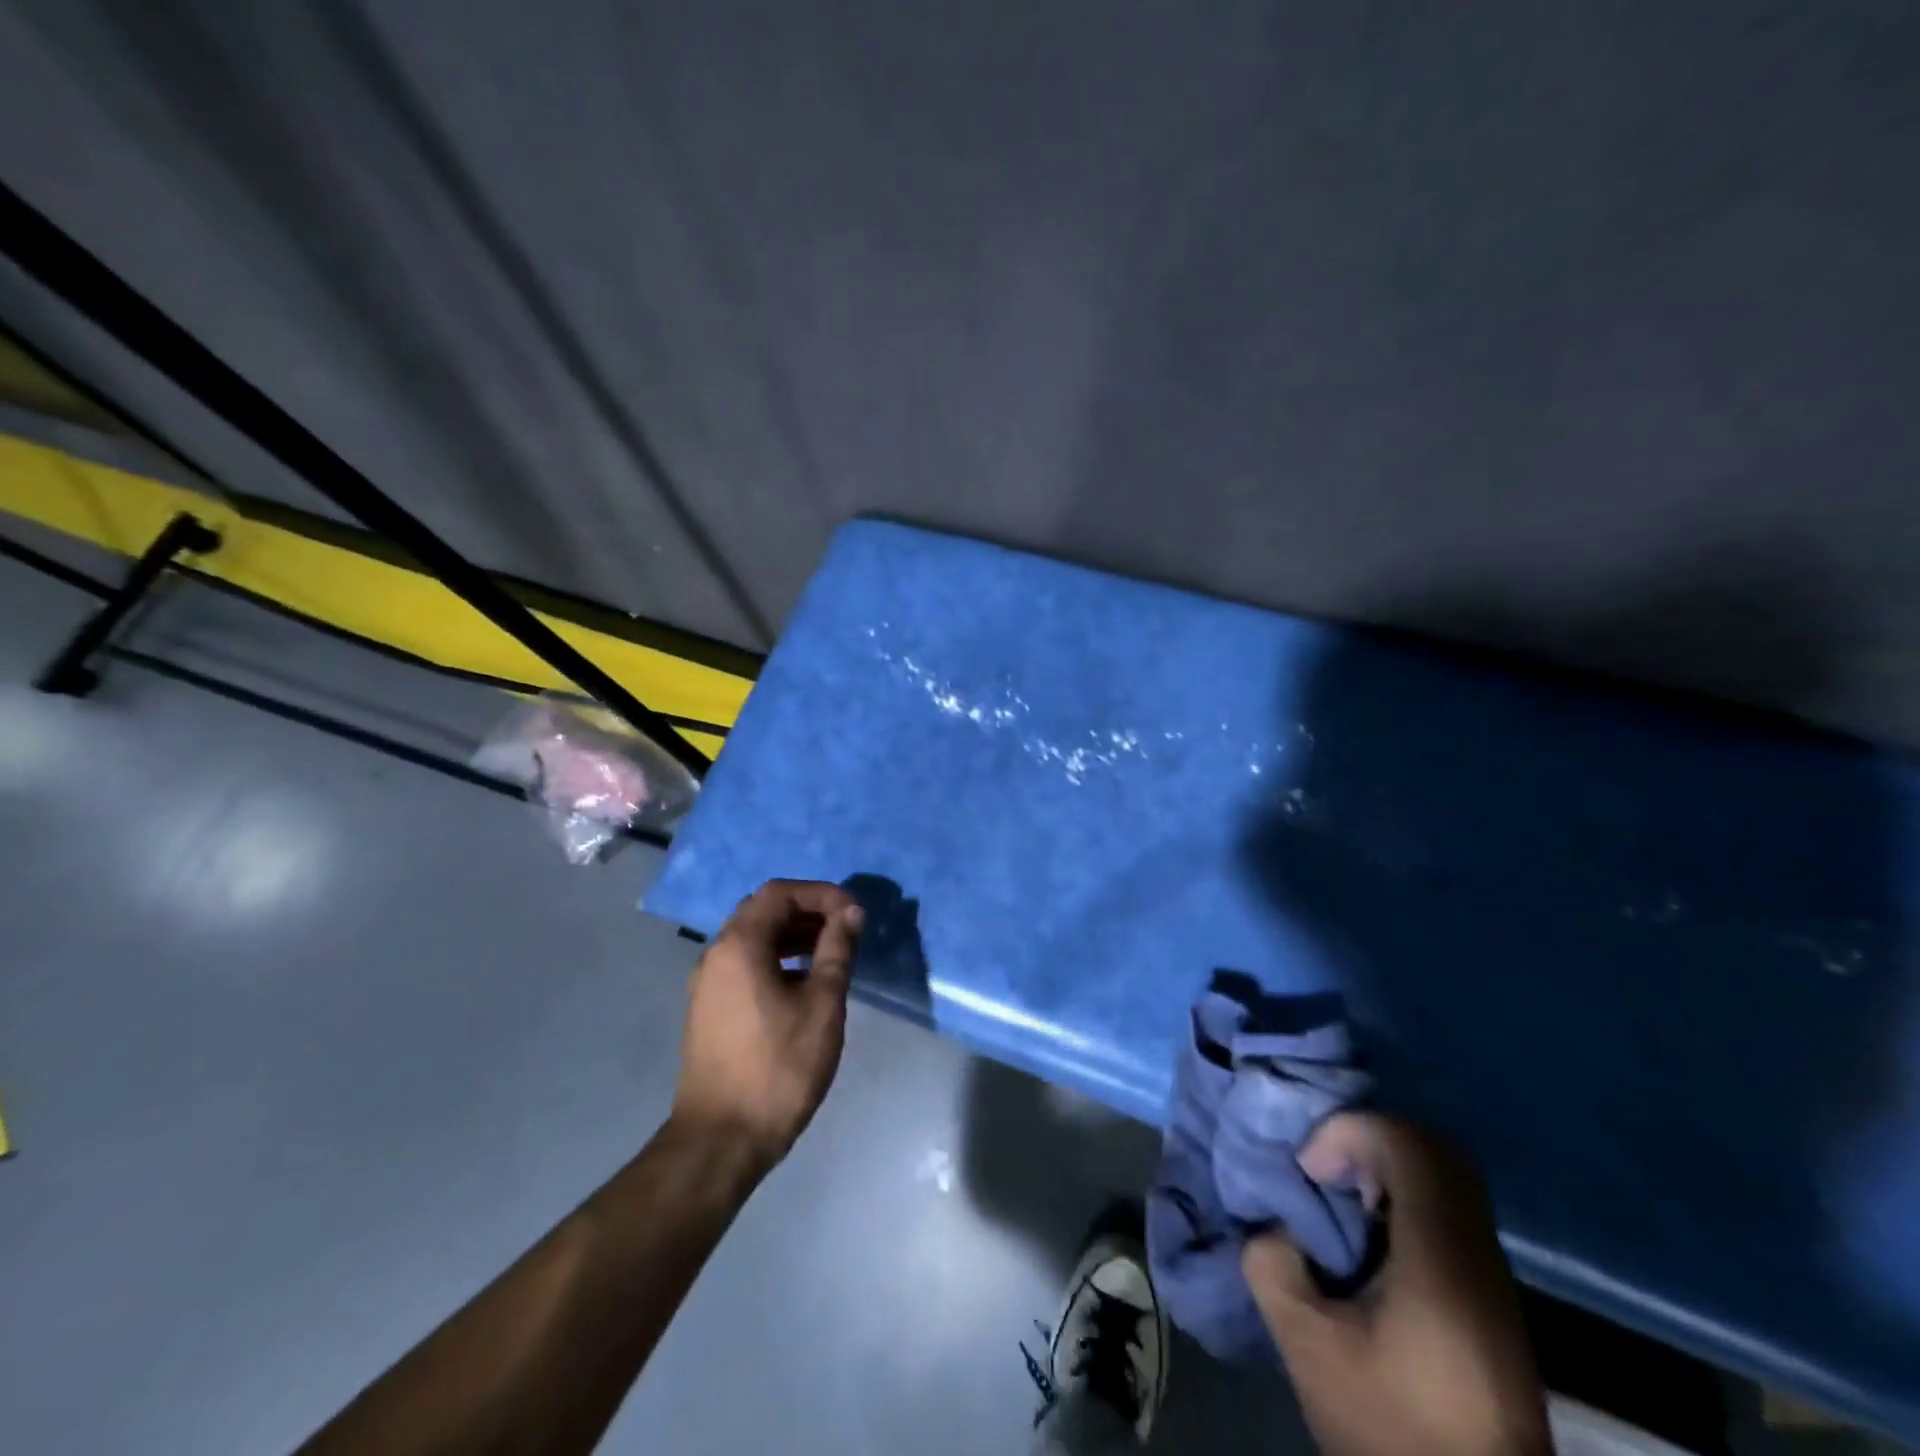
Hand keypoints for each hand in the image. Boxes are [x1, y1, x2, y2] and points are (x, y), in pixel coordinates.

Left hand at [671, 879, 864, 1176]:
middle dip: (808, 912)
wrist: (721, 1139)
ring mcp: (708, 983)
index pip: (779, 892)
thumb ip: (837, 950)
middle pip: (764, 911)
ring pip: (754, 939)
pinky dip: (778, 959)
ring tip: (833, 954)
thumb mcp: (822, 1004)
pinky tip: (805, 985)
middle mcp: (716, 954)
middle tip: (846, 929)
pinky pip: (746, 964)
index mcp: (739, 945)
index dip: (820, 894)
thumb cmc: (778, 1066)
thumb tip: (851, 913)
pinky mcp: (710, 1008)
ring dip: (794, 936)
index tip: (853, 913)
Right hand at [1243, 1114, 1551, 1455]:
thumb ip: (1274, 1268)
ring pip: (1445, 1179)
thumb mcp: (1309, 1349)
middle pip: (1434, 1149)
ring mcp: (1492, 1277)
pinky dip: (1402, 1201)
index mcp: (1440, 1257)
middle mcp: (1477, 1253)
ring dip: (1385, 1170)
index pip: (1407, 1145)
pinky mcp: (1492, 1300)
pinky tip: (1367, 1245)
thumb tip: (1273, 1227)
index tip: (1310, 1169)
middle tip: (1324, 1170)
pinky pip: (1448, 1212)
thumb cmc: (1394, 1428)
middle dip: (1368, 1140)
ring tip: (1338, 1203)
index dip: (1349, 1132)